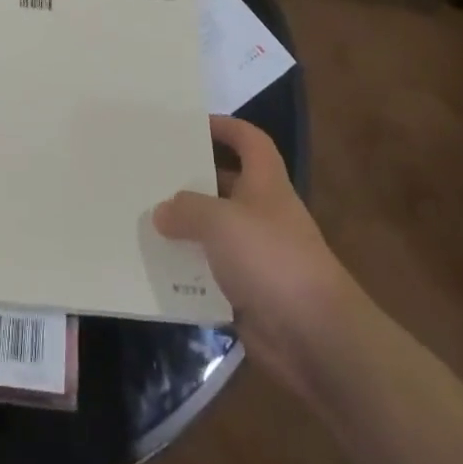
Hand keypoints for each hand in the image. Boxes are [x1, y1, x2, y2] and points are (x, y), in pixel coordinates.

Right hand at [154, 115, 350, 387]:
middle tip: (152, 175)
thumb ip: (187, 210)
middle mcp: (263, 214)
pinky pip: (212, 275)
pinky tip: (158, 270)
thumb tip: (162, 212)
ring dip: (186, 230)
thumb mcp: (220, 221)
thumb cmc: (271, 258)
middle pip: (225, 185)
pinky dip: (189, 273)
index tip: (191, 125)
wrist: (316, 338)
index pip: (249, 140)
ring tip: (145, 220)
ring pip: (215, 233)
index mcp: (265, 183)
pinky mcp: (249, 294)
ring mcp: (257, 256)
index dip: (225, 127)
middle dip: (192, 181)